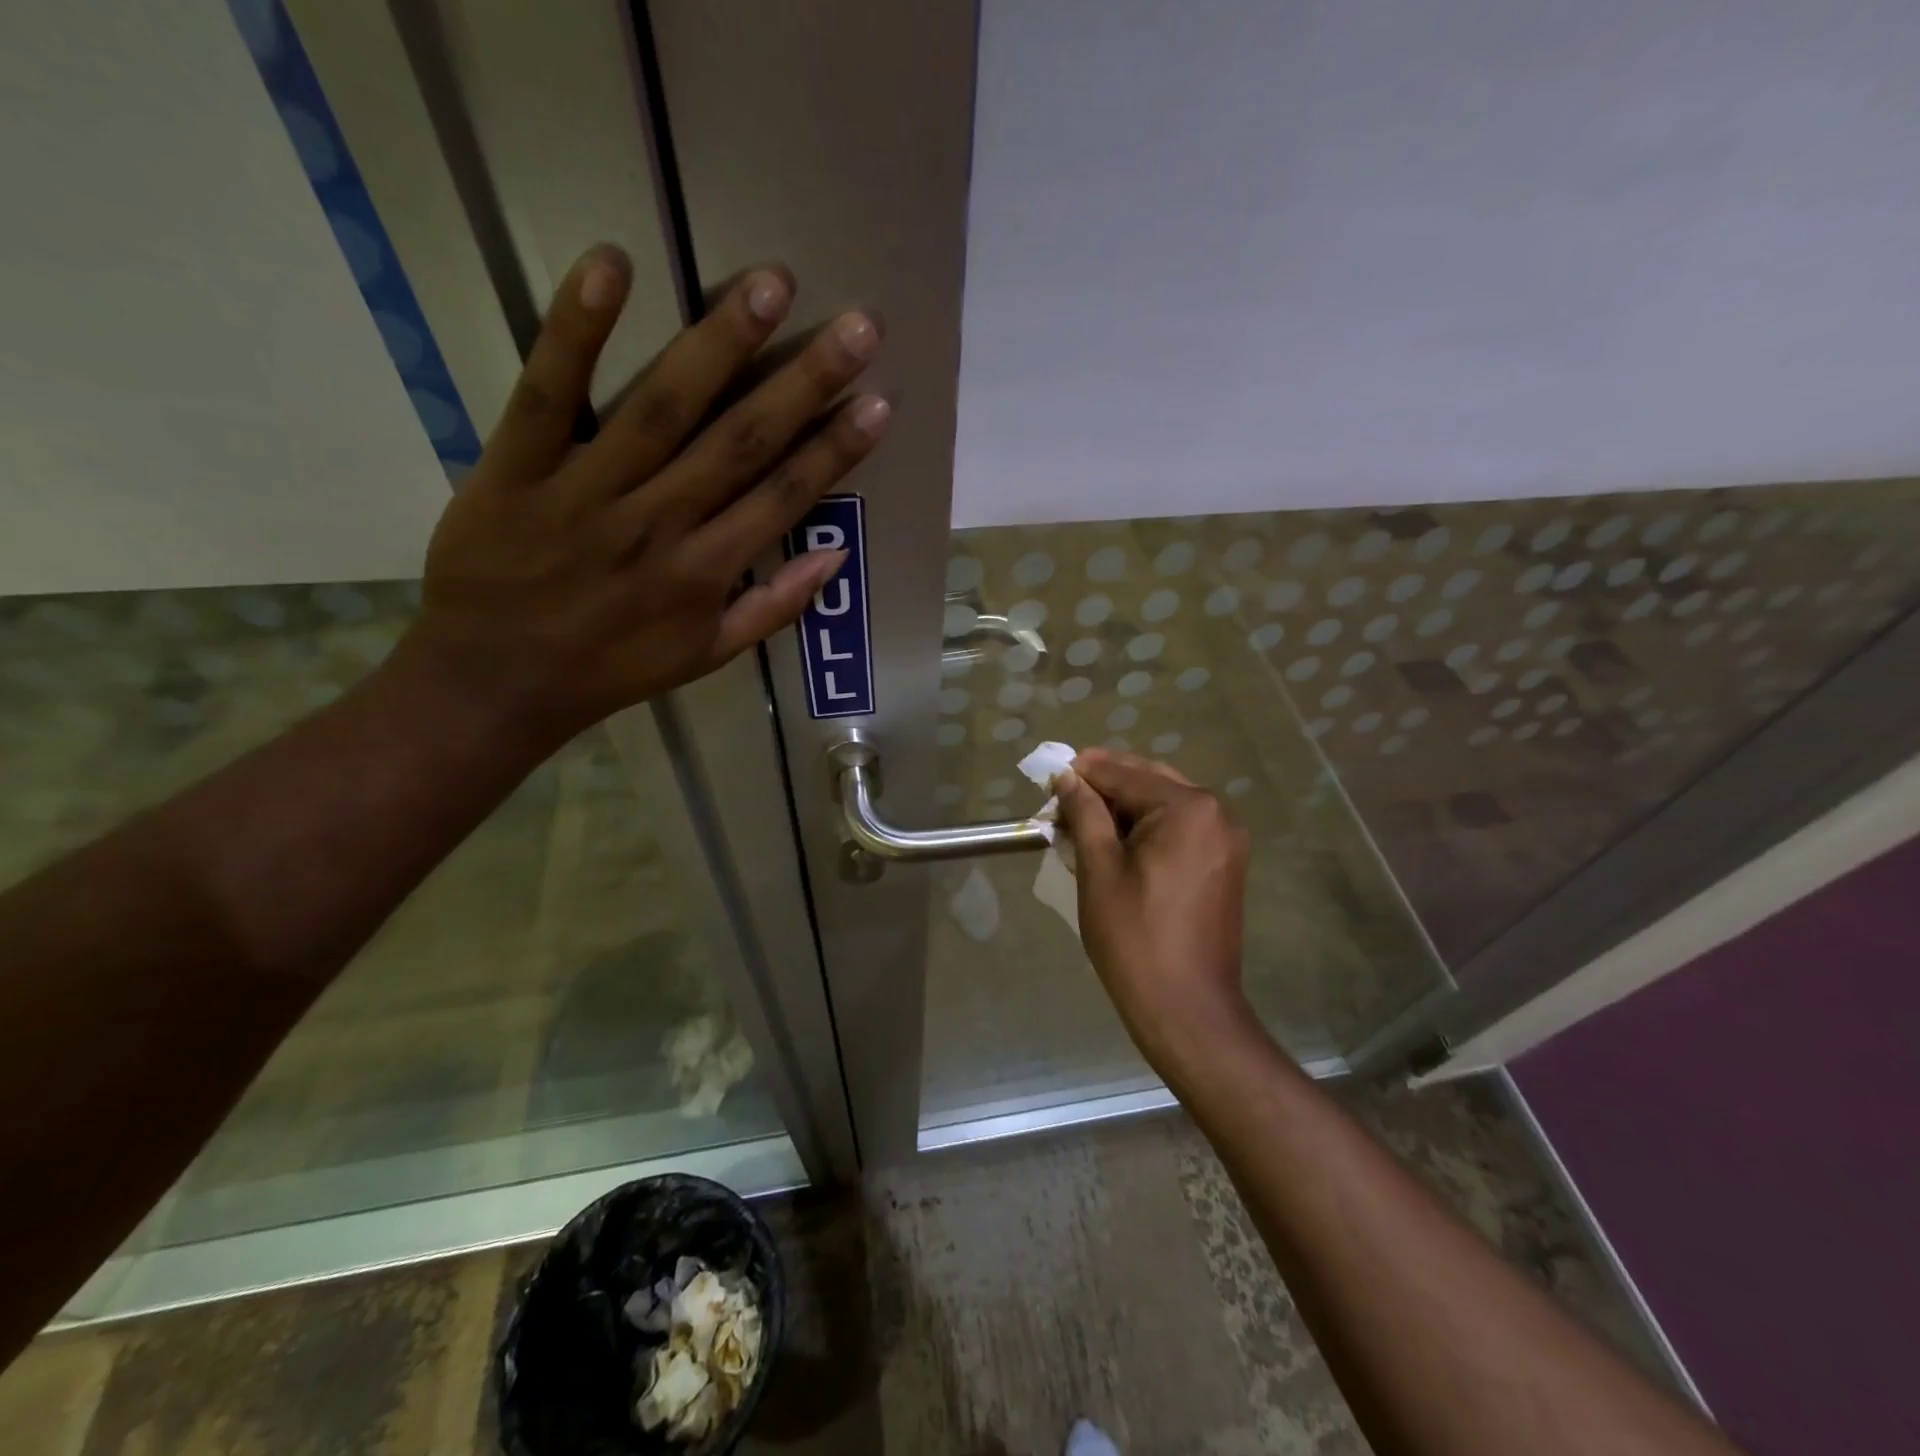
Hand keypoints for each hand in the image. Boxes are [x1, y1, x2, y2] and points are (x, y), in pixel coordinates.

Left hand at [403, 244, 889, 748]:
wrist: (496, 682)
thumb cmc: (611, 669)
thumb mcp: (706, 656)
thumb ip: (773, 608)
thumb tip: (836, 557)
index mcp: (706, 572)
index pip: (784, 497)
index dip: (836, 449)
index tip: (880, 402)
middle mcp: (659, 524)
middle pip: (742, 441)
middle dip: (805, 381)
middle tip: (857, 326)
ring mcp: (587, 491)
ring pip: (663, 406)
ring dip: (720, 342)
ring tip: (771, 284)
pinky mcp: (516, 465)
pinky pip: (547, 392)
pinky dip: (576, 330)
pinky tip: (612, 265)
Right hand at [1054, 750, 1255, 1070]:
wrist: (1187, 1009)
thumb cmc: (1135, 937)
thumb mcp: (1099, 869)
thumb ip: (1085, 813)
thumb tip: (1068, 777)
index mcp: (1188, 808)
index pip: (1124, 773)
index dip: (1082, 773)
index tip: (1048, 780)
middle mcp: (1216, 812)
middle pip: (1148, 781)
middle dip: (1104, 786)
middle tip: (1062, 800)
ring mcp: (1226, 839)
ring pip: (1164, 804)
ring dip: (1123, 808)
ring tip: (1082, 823)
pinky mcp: (1224, 864)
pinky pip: (1180, 829)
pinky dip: (1147, 828)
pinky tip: (1115, 843)